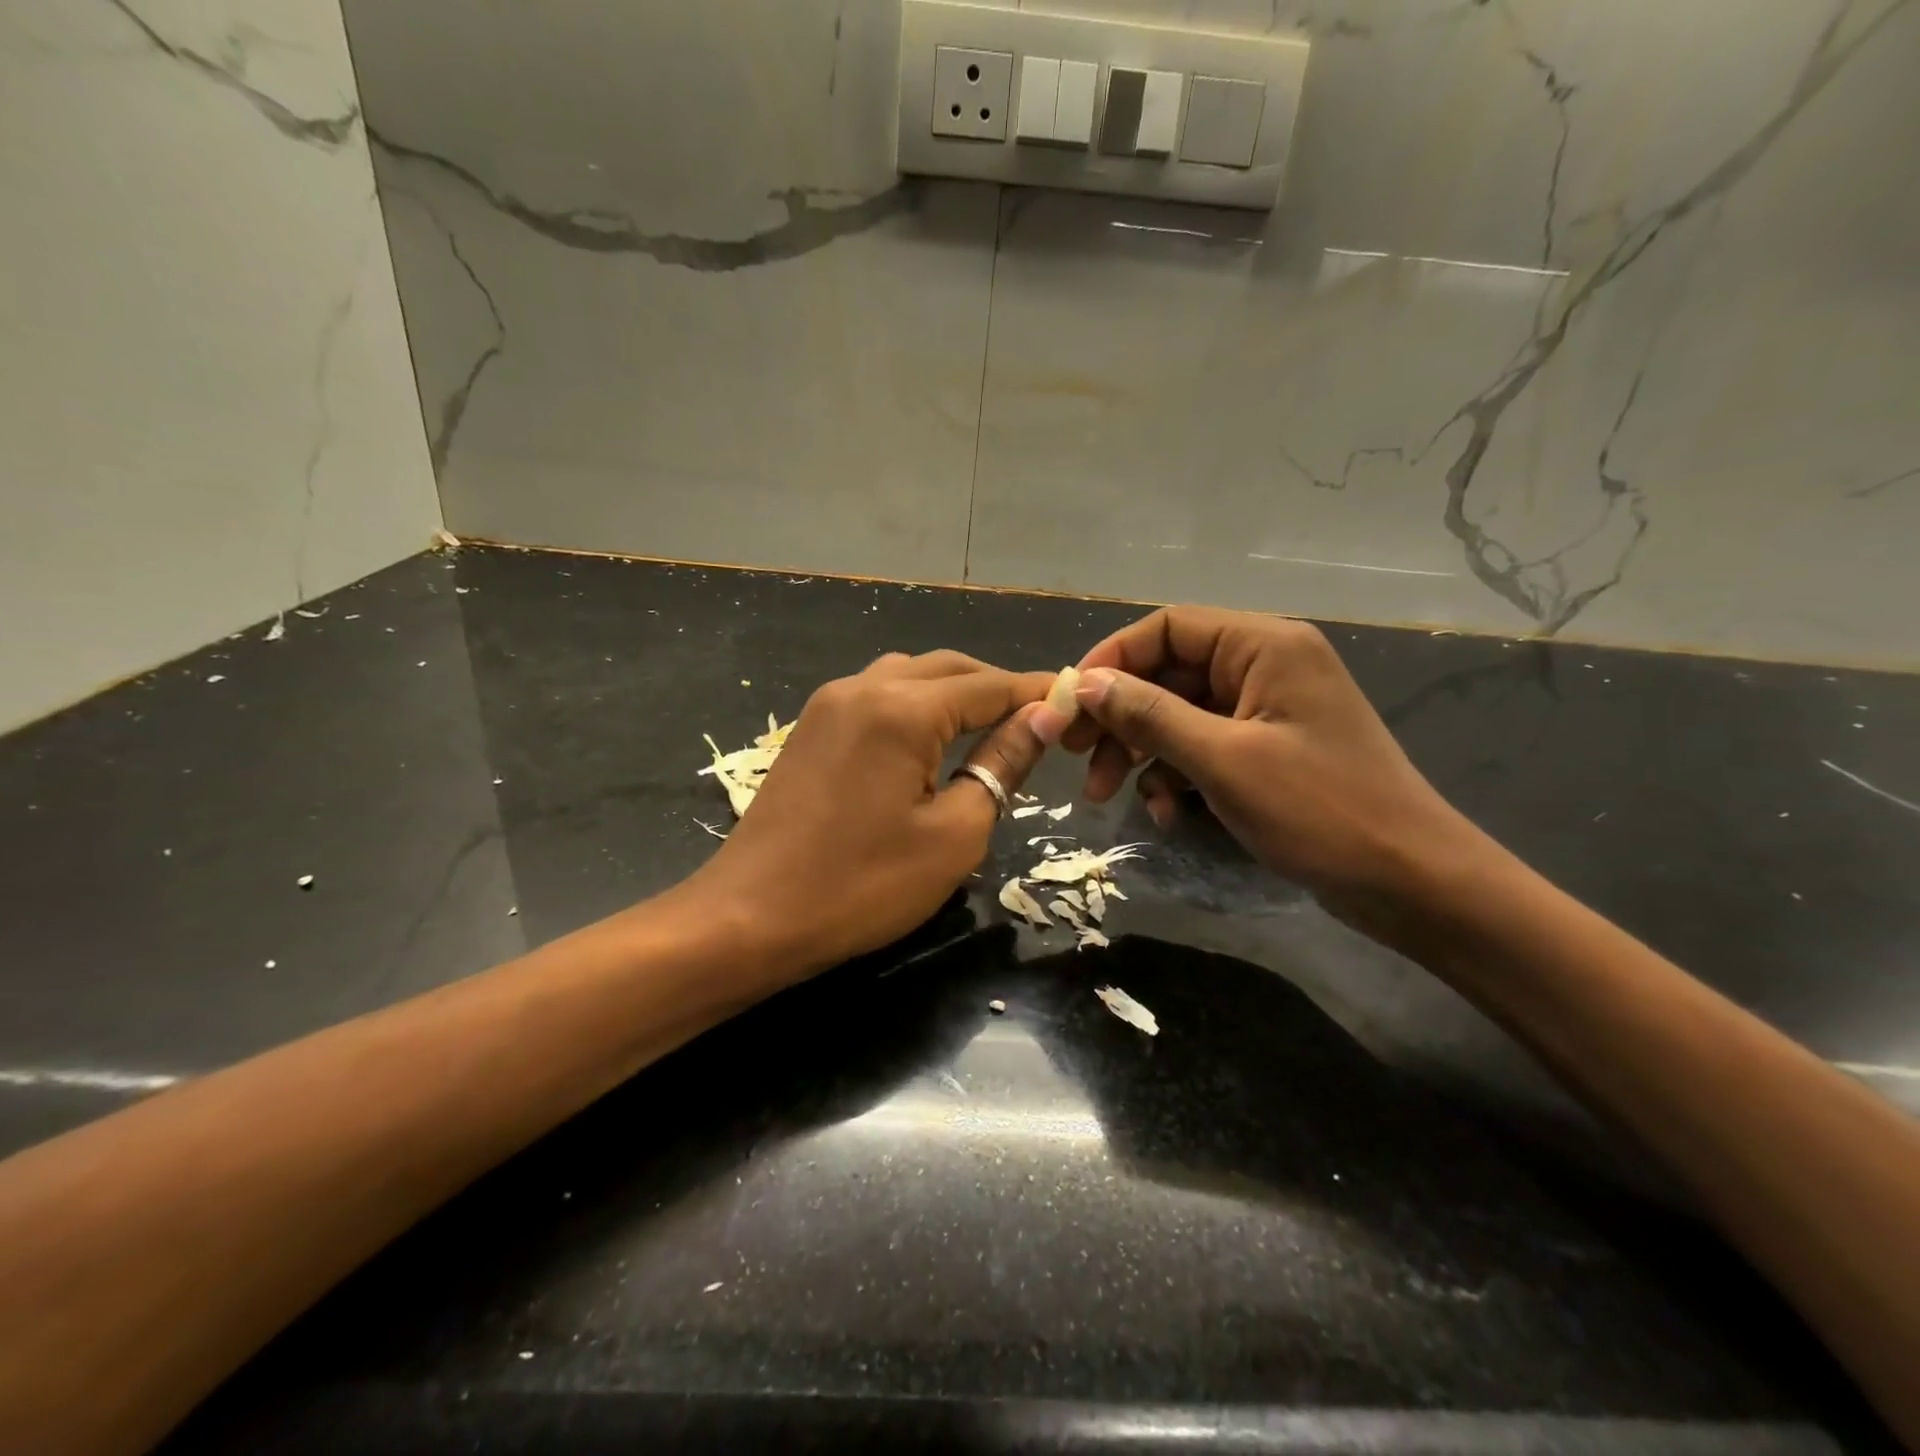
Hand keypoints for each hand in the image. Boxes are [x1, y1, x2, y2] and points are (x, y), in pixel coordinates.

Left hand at [687, 651, 1054, 978]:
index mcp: (902, 709)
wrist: (749, 917)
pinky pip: (876, 694)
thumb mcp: (953, 834)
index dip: (1036, 692)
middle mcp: (863, 687)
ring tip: (989, 728)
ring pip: (909, 675)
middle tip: (1038, 720)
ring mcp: (829, 704)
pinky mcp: (810, 727)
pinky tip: (931, 739)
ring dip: (954, 692)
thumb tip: (1042, 718)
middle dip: (997, 687)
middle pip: (949, 669)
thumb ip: (1001, 764)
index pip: (989, 686)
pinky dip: (916, 704)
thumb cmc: (862, 886)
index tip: (1077, 701)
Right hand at [1034, 607, 1485, 909]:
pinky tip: (1164, 813)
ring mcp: (1266, 710)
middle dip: (1118, 716)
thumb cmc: (1320, 811)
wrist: (1410, 882)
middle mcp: (1264, 665)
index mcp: (1263, 645)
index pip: (1167, 627)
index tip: (1070, 704)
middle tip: (1073, 756)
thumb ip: (1149, 715)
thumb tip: (1086, 684)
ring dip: (1138, 752)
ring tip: (1105, 796)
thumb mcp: (1222, 761)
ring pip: (1178, 714)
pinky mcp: (1266, 750)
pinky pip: (1202, 746)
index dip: (1111, 659)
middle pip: (1167, 672)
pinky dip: (1174, 774)